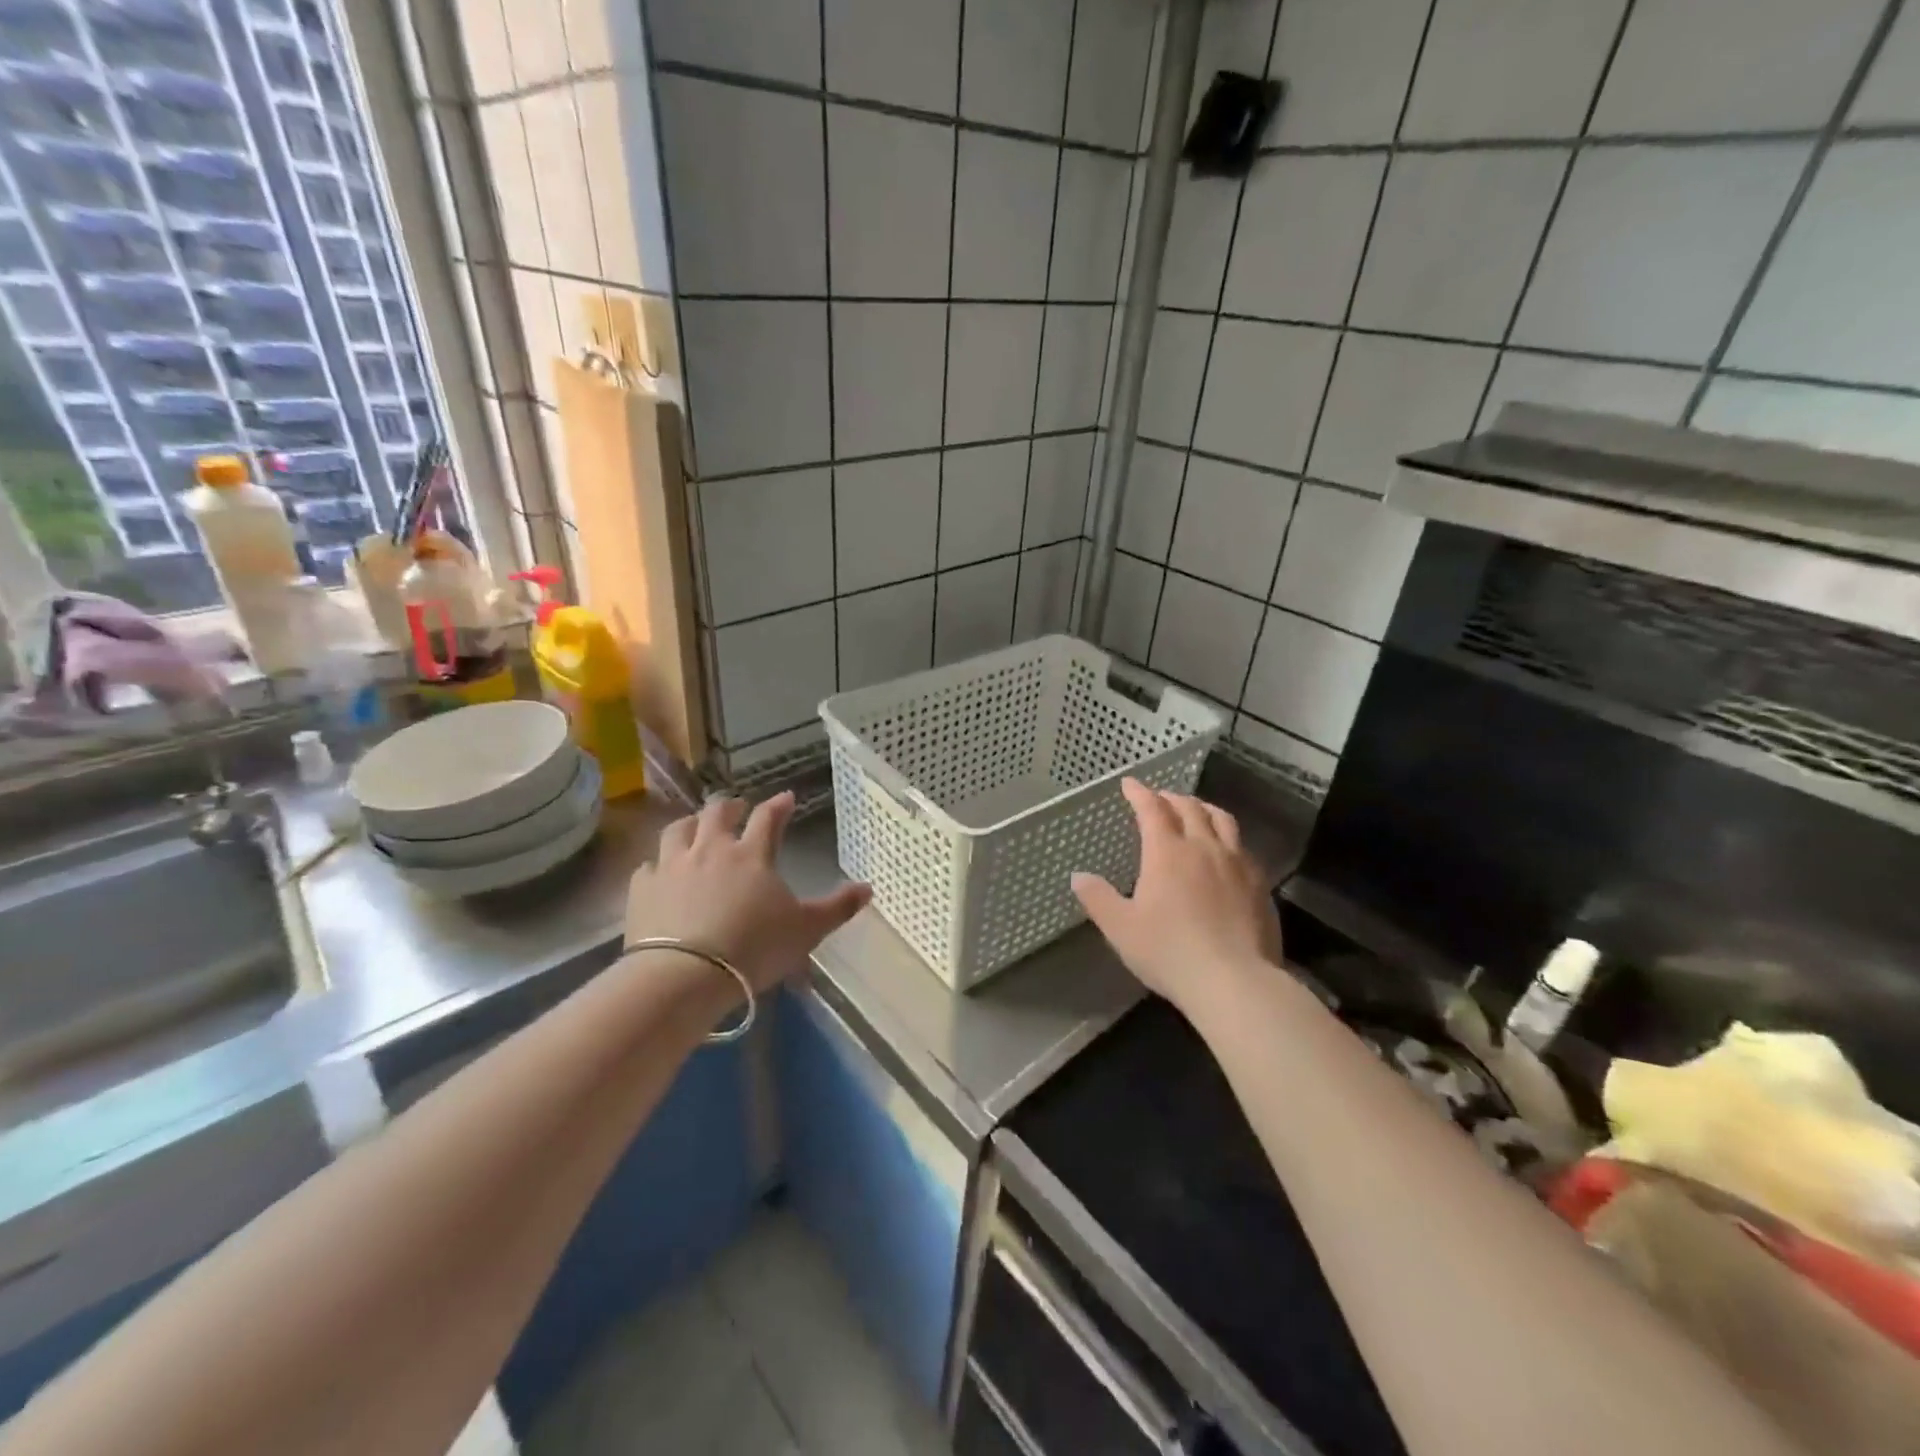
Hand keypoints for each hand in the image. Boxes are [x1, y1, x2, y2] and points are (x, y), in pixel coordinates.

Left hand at [625, 792, 870, 997]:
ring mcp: (672, 866)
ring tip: (695, 827)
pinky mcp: (642, 889)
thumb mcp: (807, 931)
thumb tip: (869, 888)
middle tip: (737, 808)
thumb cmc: (754, 948)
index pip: (769, 817)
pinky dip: (657, 864)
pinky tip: (659, 872)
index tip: (786, 797)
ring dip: (690, 824)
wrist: (685, 975)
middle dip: (730, 806)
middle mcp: (710, 849)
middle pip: (717, 813)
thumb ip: (837, 908)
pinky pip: (648, 866)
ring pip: (678, 830)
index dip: (779, 805)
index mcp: (751, 854)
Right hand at [1072, 778, 1280, 1019]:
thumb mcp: (1121, 928)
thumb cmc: (1169, 951)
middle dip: (1171, 798)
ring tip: (1196, 812)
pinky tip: (1225, 853)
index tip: (1130, 784)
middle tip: (1160, 798)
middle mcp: (1204, 847)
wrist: (1234, 981)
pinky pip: (1242, 847)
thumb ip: (1097, 898)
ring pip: (1222, 820)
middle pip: (1190, 808)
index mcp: (1167, 852)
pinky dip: (1227, 838)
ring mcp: (1237, 864)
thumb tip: (1078, 876)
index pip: (1152, 809)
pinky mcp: (1260, 885)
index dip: (1139, 793)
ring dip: (1204, 809)